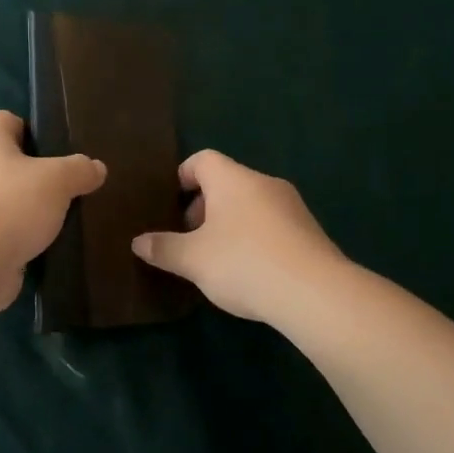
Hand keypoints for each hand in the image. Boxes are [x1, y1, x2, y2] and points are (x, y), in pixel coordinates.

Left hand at [0, 110, 106, 311]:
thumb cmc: (11, 205)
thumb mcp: (57, 179)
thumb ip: (79, 170)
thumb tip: (96, 168)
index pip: (6, 120)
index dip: (33, 129)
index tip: (60, 148)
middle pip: (8, 161)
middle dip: (37, 173)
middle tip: (70, 185)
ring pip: (6, 198)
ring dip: (30, 208)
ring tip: (64, 217)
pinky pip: (3, 230)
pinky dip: (22, 236)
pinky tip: (47, 245)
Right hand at [131, 149, 345, 322]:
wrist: (315, 293)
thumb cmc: (243, 263)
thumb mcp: (192, 259)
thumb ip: (163, 248)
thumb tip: (138, 242)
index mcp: (233, 180)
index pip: (203, 159)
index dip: (183, 175)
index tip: (170, 200)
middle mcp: (264, 184)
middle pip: (227, 183)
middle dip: (204, 206)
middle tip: (189, 238)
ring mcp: (292, 207)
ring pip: (251, 205)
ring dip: (230, 225)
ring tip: (216, 259)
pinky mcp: (310, 232)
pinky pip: (272, 226)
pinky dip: (254, 239)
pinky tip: (248, 272)